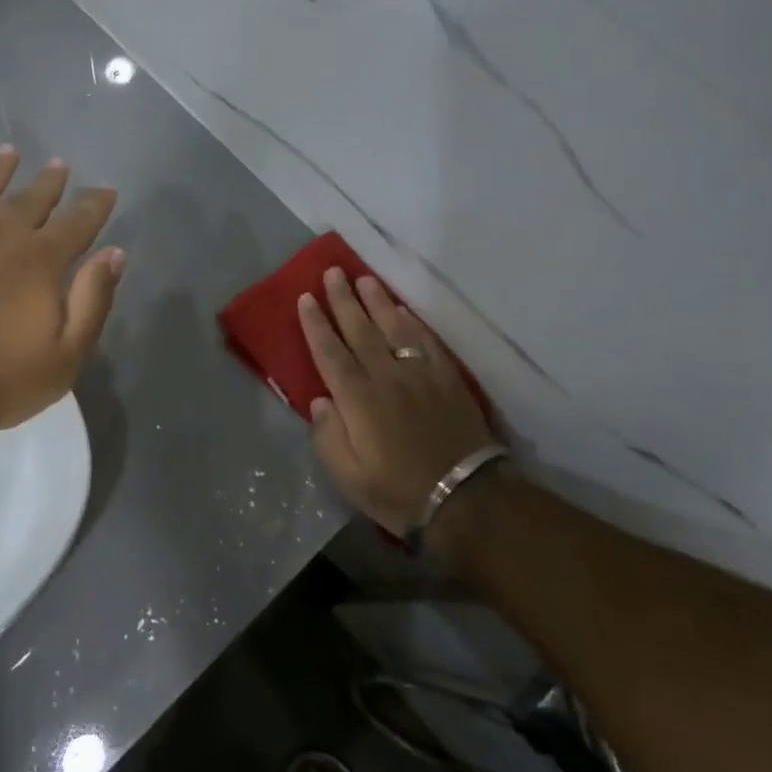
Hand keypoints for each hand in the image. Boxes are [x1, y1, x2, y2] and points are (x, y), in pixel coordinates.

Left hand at [0, 148, 123, 436]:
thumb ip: (93, 300)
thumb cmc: (3, 379)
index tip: (107, 190)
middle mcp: (2, 237)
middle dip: (50, 182)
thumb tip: (114, 253)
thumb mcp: (67, 355)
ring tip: (10, 152)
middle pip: (32, 200)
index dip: (95, 204)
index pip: (77, 222)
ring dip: (0, 169)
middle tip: (60, 165)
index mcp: (41, 262)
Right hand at [298, 267, 498, 536]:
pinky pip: (425, 342)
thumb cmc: (398, 491)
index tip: (306, 298)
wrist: (466, 499)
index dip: (316, 324)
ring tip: (364, 278)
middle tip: (333, 272)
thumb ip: (328, 436)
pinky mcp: (446, 380)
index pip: (330, 353)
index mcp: (357, 400)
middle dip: (343, 300)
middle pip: (360, 331)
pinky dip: (412, 323)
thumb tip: (319, 401)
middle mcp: (386, 378)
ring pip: (393, 329)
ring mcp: (419, 376)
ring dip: (376, 302)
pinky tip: (402, 310)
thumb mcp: (348, 477)